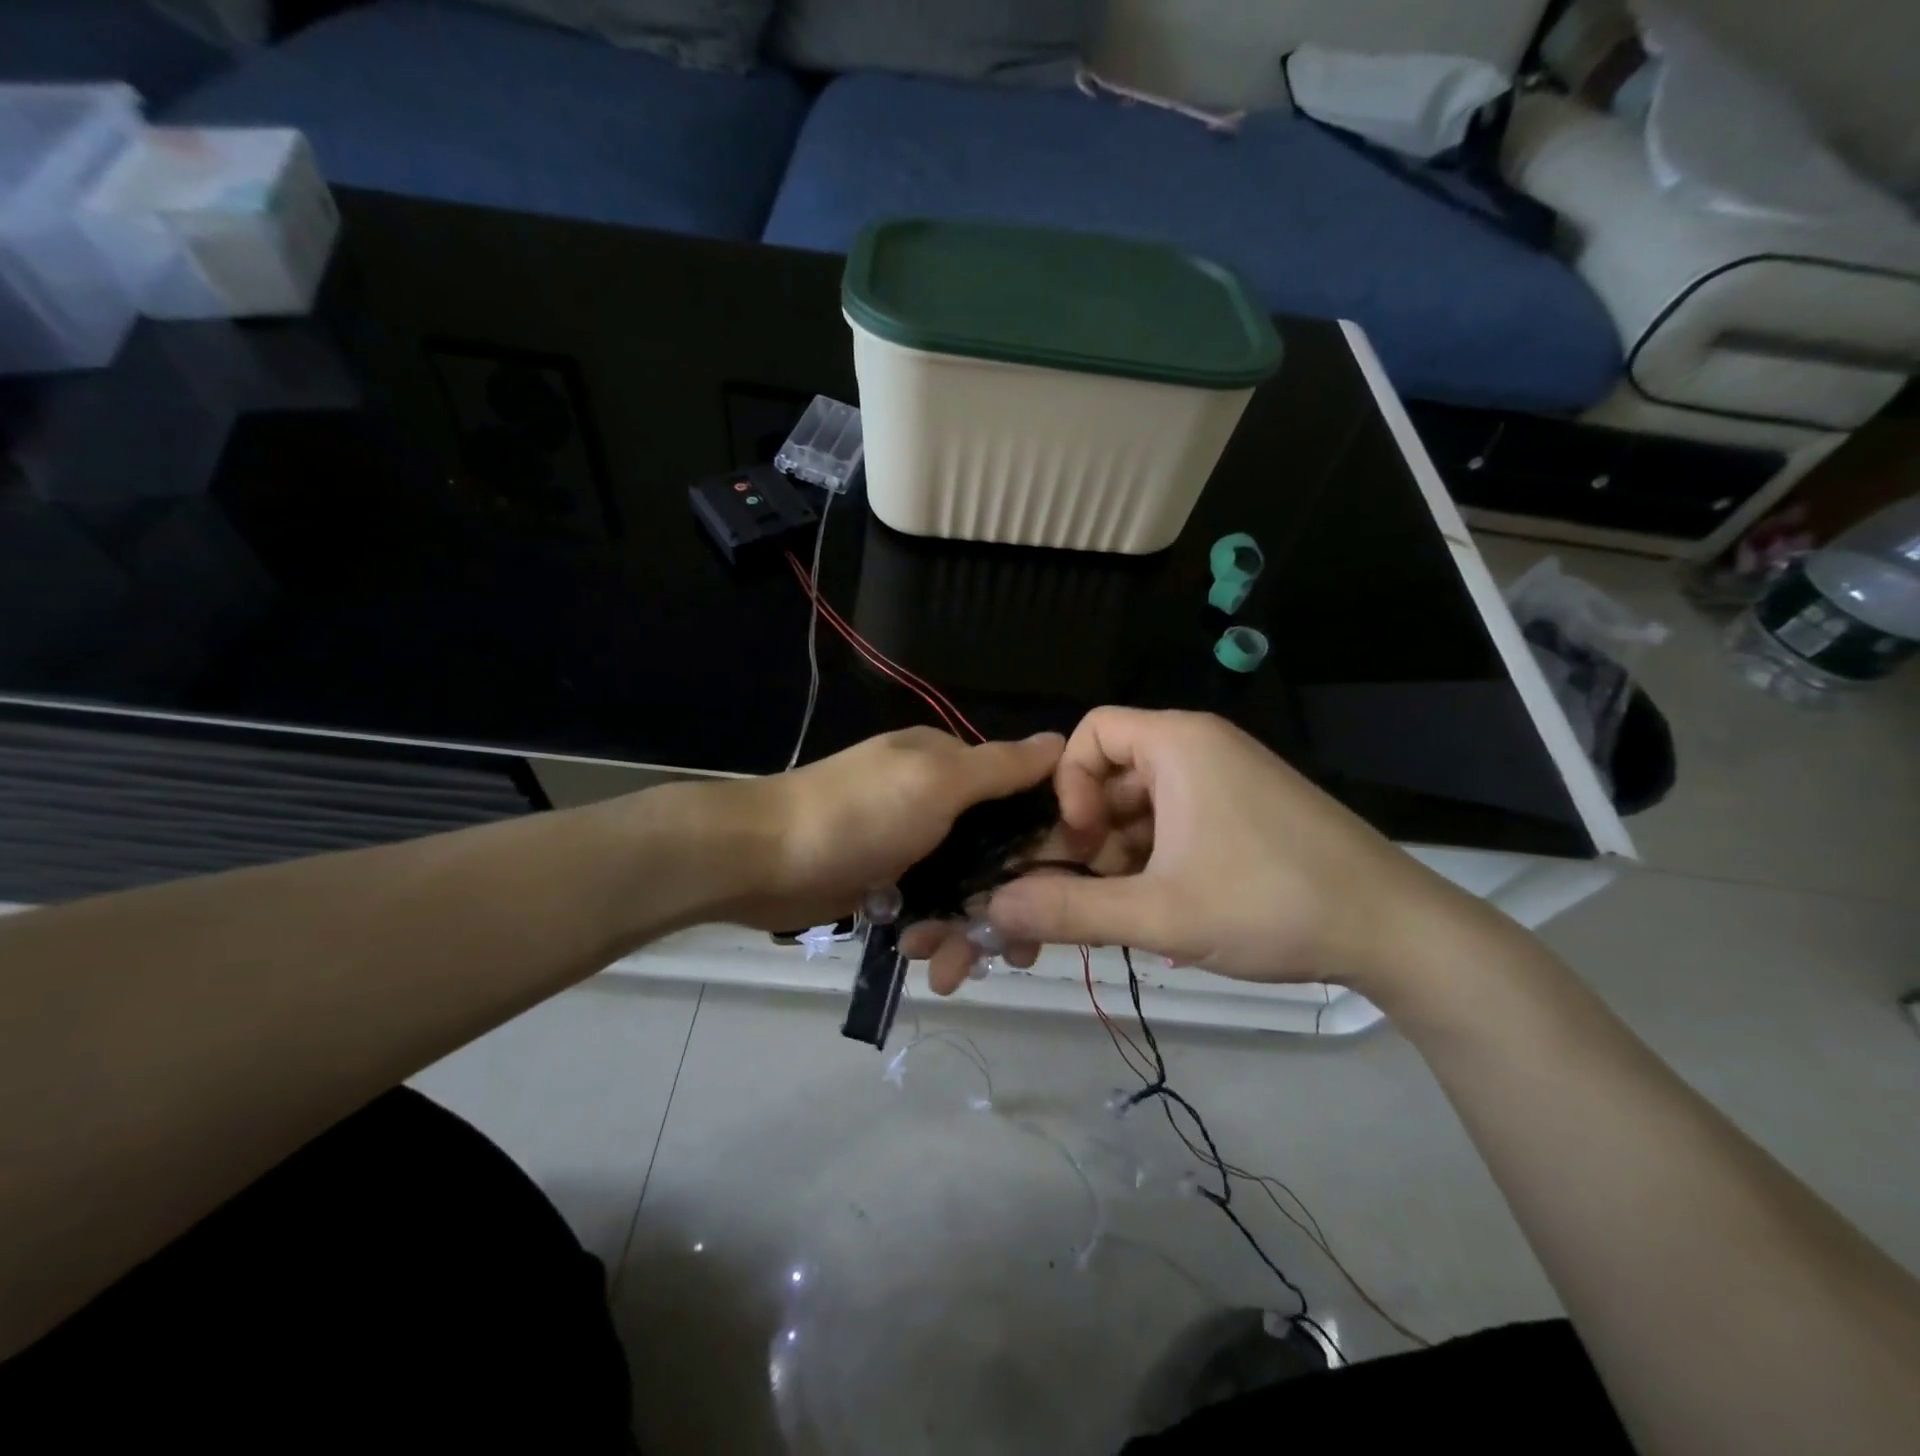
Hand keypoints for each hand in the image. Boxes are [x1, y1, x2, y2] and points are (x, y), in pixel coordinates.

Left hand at [708, 728, 1063, 933]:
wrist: (761, 859)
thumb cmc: (857, 815)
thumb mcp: (936, 781)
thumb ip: (999, 768)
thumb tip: (1062, 741)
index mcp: (952, 766)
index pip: (1023, 800)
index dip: (1047, 845)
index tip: (1065, 892)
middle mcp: (937, 801)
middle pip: (999, 856)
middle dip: (1007, 906)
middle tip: (1015, 955)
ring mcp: (911, 845)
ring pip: (965, 891)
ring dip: (965, 932)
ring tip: (950, 970)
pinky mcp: (887, 883)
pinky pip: (930, 910)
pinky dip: (934, 935)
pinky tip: (924, 959)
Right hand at [943, 708, 1470, 995]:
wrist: (1396, 931)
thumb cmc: (1270, 903)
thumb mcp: (1160, 913)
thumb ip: (1069, 910)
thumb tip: (994, 908)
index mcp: (1179, 744)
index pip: (1090, 733)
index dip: (1068, 786)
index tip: (1078, 846)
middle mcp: (1201, 748)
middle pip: (1113, 773)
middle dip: (1090, 834)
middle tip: (1091, 894)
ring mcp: (1228, 779)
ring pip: (1144, 805)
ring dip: (1121, 855)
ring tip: (1129, 913)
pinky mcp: (1247, 811)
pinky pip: (1178, 822)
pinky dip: (1157, 859)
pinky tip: (1165, 909)